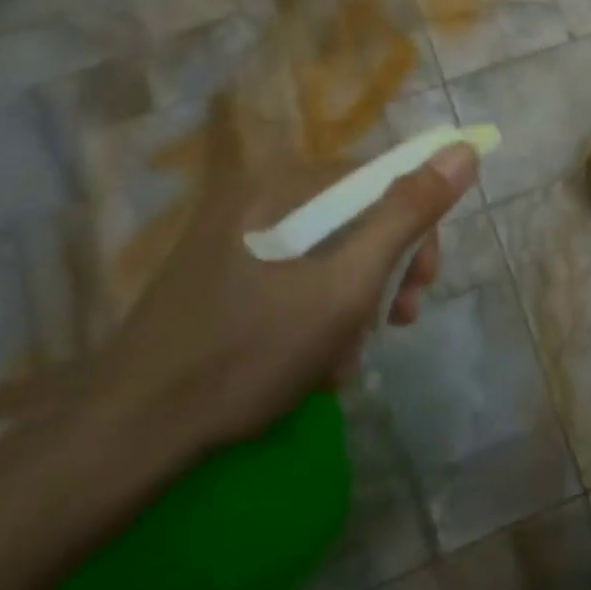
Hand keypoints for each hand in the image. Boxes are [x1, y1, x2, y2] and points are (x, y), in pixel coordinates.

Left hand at [74, 107, 479, 463]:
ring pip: (327, 254)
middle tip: (395, 322)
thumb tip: (463, 151)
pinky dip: (317, 315)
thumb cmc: (247, 354)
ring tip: (348, 357)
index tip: (423, 285)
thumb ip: (407, 216)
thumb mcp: (345, 286)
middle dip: (384, 273)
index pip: (379, 180)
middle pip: (353, 218)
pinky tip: (316, 362)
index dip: (416, 228)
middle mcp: (253, 198)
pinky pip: (293, 279)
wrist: (127, 439)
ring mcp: (230, 239)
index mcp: (278, 185)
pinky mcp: (218, 277)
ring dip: (353, 303)